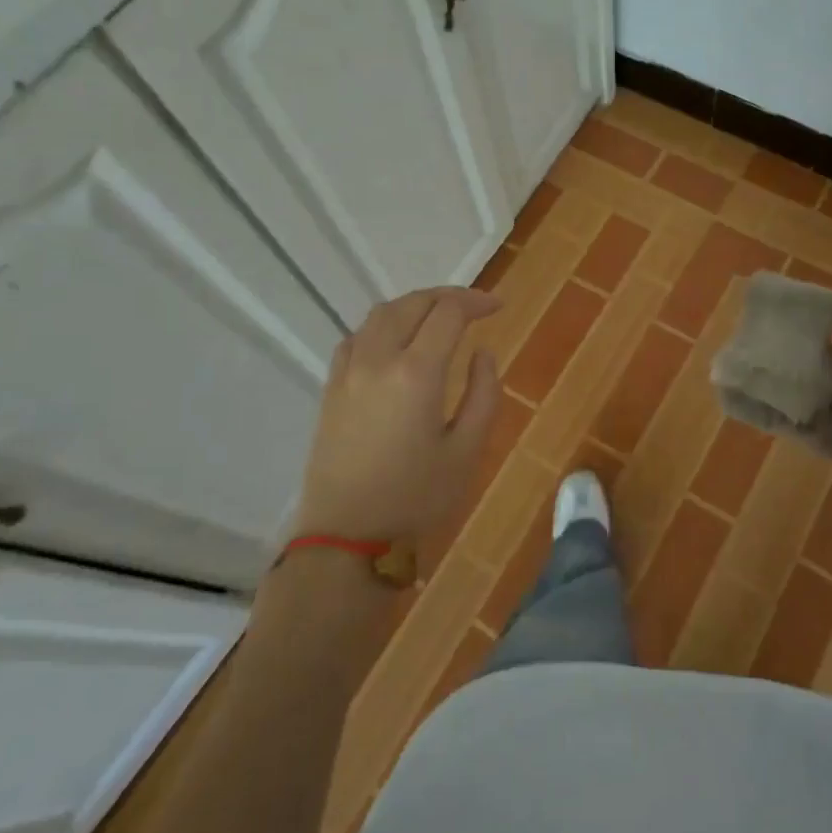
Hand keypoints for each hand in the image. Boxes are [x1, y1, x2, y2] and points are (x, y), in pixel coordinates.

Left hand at [292, 287, 501, 542]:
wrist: (345, 536)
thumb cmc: (415, 497)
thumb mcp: (467, 451)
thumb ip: (483, 394)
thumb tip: (482, 353)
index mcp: (416, 373)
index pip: (448, 313)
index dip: (477, 302)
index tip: (499, 307)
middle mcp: (378, 359)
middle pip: (413, 303)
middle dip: (448, 296)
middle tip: (475, 306)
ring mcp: (349, 371)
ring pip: (381, 314)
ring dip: (415, 304)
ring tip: (439, 316)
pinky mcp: (332, 387)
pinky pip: (358, 336)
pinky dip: (384, 324)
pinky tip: (397, 340)